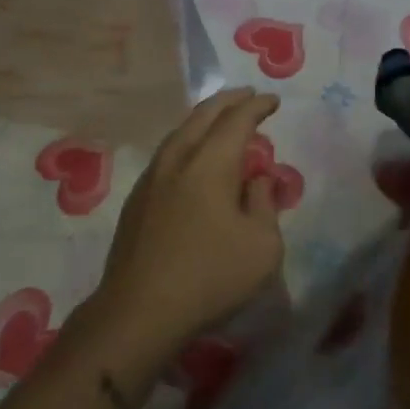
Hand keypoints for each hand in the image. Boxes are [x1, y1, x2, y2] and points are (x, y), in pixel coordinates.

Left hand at [89, 89, 285, 361]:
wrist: (138, 312)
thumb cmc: (209, 277)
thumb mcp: (262, 246)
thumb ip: (264, 204)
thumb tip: (256, 180)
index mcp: (210, 163)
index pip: (237, 120)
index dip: (257, 106)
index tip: (272, 100)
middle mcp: (178, 159)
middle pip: (203, 116)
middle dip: (228, 101)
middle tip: (246, 96)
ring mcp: (152, 178)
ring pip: (180, 133)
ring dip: (203, 120)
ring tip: (220, 121)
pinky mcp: (136, 200)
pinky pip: (167, 154)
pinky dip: (187, 142)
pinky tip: (191, 157)